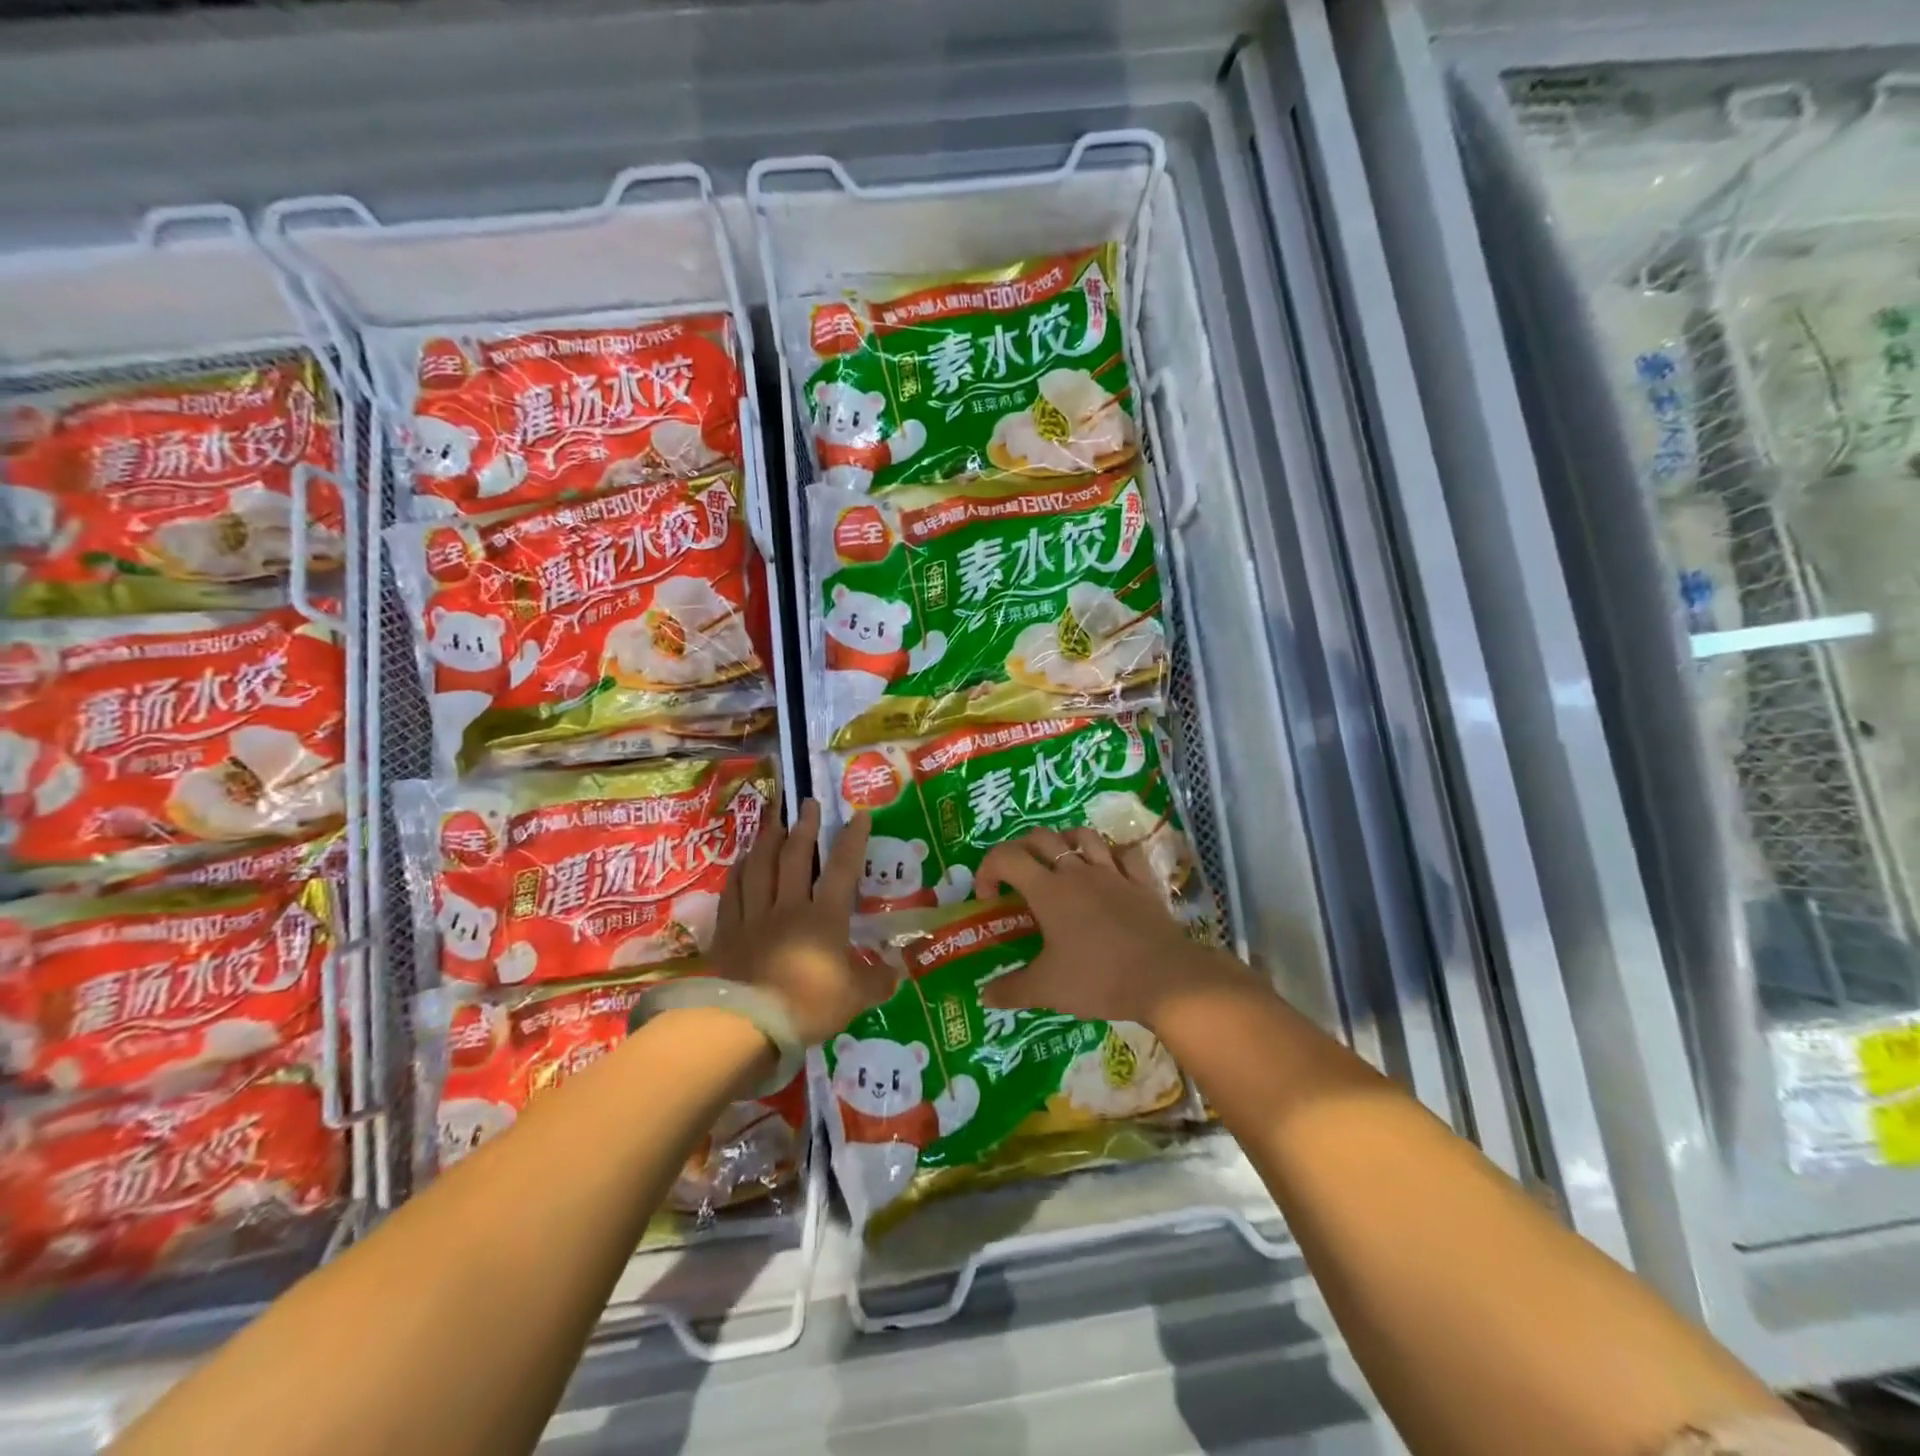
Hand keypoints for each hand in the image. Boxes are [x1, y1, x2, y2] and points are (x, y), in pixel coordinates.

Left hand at [708, 800, 895, 1045]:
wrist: (746, 1023)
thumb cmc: (808, 1005)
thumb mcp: (854, 998)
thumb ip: (877, 982)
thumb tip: (898, 972)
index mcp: (824, 917)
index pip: (842, 869)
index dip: (852, 840)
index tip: (858, 815)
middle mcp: (788, 906)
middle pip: (795, 857)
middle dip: (804, 827)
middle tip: (808, 803)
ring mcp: (754, 917)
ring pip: (759, 868)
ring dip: (767, 841)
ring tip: (774, 823)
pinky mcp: (727, 933)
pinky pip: (732, 893)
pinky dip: (738, 872)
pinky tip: (740, 862)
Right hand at [975, 826, 1242, 1027]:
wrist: (1164, 978)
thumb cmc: (1098, 978)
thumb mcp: (1047, 989)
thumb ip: (1011, 989)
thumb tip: (985, 995)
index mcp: (1048, 890)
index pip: (1007, 858)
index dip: (988, 868)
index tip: (987, 896)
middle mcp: (1077, 872)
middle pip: (1041, 838)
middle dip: (1020, 848)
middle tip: (1017, 875)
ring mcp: (1112, 873)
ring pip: (1083, 836)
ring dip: (1064, 841)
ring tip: (1058, 861)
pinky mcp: (1141, 882)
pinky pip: (1125, 854)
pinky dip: (1112, 854)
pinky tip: (1108, 868)